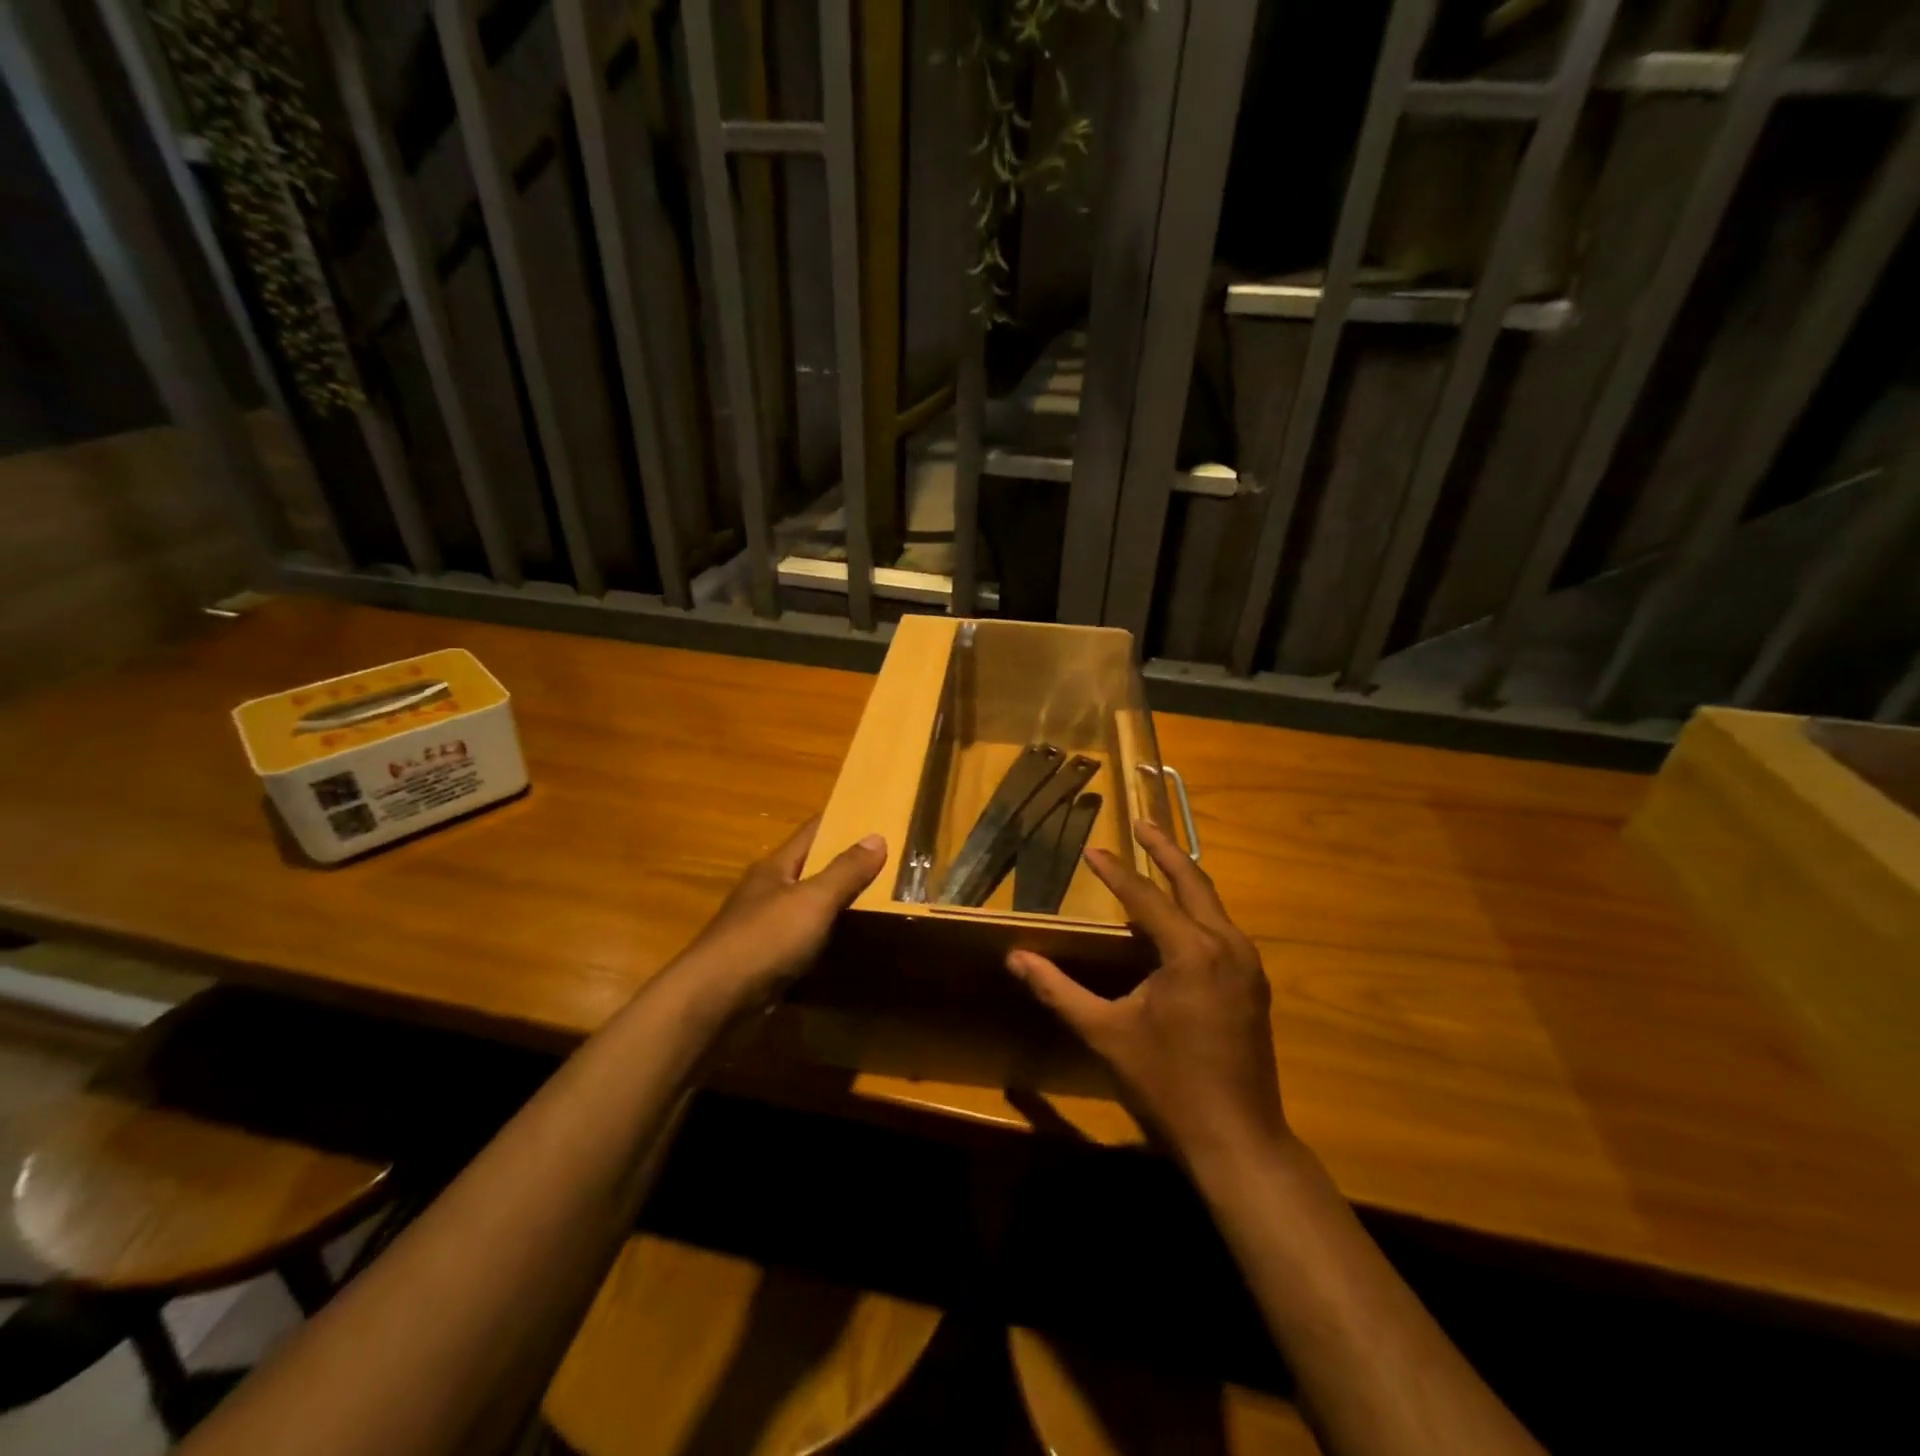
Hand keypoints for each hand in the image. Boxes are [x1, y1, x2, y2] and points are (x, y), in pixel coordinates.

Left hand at [679, 819, 886, 1007]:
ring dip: (835, 904)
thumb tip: (877, 837)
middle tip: (888, 864)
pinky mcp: (763, 962)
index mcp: (775, 868)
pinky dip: (823, 938)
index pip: (811, 833)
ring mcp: (762, 928)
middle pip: (809, 869)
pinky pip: (801, 941)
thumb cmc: (764, 939)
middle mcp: (767, 892)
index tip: (874, 817)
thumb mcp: (812, 901)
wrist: (713, 1002)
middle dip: (843, 865)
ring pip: (806, 907)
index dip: (840, 822)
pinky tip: (845, 945)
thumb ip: (845, 871)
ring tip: (878, 903)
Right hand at [1005, 819, 1288, 1166]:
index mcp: (1191, 951)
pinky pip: (1222, 929)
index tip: (1091, 848)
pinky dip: (1197, 910)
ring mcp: (1247, 965)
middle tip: (1142, 824)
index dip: (1114, 871)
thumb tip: (1015, 958)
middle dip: (1165, 850)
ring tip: (1157, 860)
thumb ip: (1058, 991)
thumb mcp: (1105, 1033)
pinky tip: (1178, 918)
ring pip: (1213, 904)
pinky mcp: (1253, 985)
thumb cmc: (1167, 1084)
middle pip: (1194, 882)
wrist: (1238, 1140)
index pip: (1145, 896)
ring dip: (1184, 878)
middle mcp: (1226, 945)